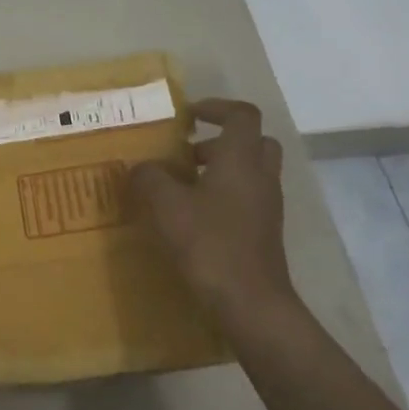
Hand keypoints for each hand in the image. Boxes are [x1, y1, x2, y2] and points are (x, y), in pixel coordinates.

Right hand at [132, 99, 298, 321]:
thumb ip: (150, 178)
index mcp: (241, 159)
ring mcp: (268, 206)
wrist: (251, 302)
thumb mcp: (167, 206)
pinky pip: (249, 198)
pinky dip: (226, 196)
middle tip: (189, 153)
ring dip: (223, 169)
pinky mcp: (265, 231)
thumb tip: (141, 167)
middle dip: (221, 140)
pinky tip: (195, 217)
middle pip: (254, 141)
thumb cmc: (209, 244)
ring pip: (252, 171)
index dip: (216, 107)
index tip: (188, 115)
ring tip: (184, 187)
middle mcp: (261, 176)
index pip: (241, 114)